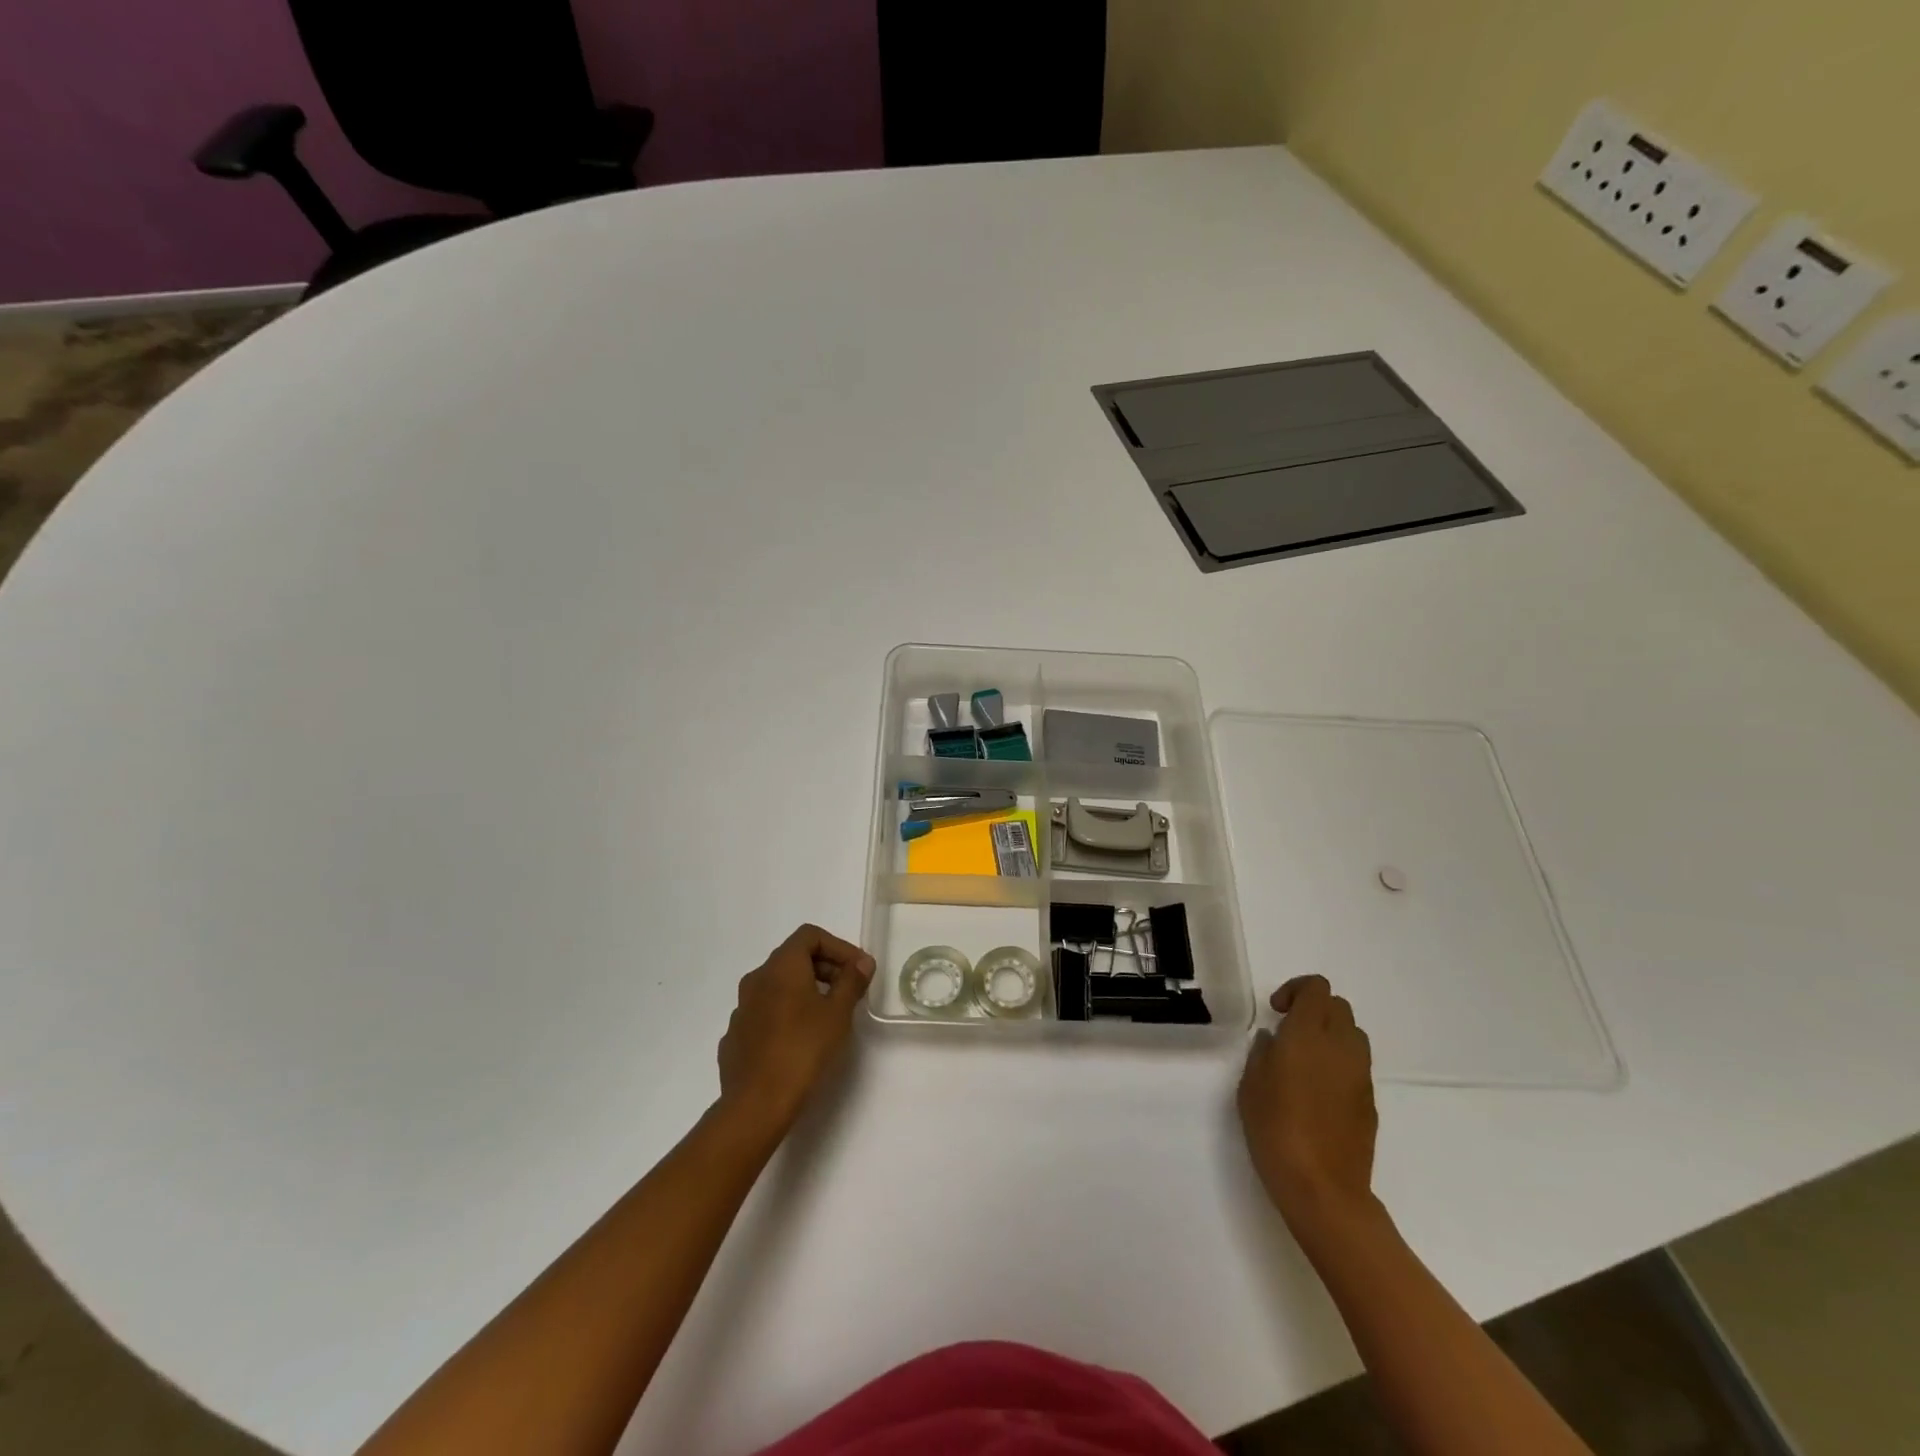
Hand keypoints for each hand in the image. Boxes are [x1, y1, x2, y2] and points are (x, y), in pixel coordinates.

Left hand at [716, 924, 874, 1136]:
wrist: (756, 1104)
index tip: (858, 969)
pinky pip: (766, 1012)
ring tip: (828, 1016)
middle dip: (825, 968)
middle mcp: (756, 979)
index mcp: (781, 966)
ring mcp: (742, 1008)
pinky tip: (800, 1040)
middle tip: (849, 991)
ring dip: (805, 991)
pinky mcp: (736, 1036)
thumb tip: (862, 962)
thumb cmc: (803, 1049)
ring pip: (778, 986)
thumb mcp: (838, 1013)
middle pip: (793, 958)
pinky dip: (786, 1014)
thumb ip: (852, 981)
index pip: (810, 936)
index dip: (839, 947)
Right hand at [1237, 975, 1377, 1229]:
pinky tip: (1318, 1092)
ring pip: (1353, 1034)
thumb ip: (1262, 1053)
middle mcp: (1340, 1047)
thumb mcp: (1251, 1085)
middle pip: (1339, 1006)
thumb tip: (1274, 1039)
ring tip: (1305, 1060)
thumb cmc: (1276, 1129)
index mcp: (1308, 1035)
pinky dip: (1340, 1064)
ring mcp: (1361, 1075)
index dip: (1296, 990)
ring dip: (1331, 1035)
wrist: (1323, 1189)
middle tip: (1289, 1032)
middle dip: (1314, 1009)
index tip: (1277, 1012)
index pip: (1316, 988)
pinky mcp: (1370, 1102)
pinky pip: (1357, 1065)